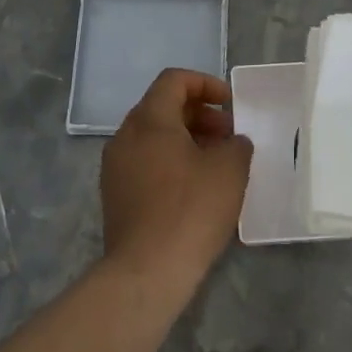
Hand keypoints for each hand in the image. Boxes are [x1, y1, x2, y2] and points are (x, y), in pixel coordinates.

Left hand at [100, 69, 252, 285]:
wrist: (147, 271)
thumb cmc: (191, 209)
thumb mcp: (230, 169)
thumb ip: (236, 144)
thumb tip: (232, 143)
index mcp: (149, 120)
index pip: (174, 80)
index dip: (205, 84)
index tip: (230, 104)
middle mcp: (125, 136)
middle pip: (162, 107)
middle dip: (199, 114)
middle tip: (228, 135)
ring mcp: (115, 167)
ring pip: (153, 137)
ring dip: (186, 139)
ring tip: (216, 163)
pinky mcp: (115, 195)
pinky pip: (145, 162)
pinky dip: (171, 162)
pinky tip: (195, 188)